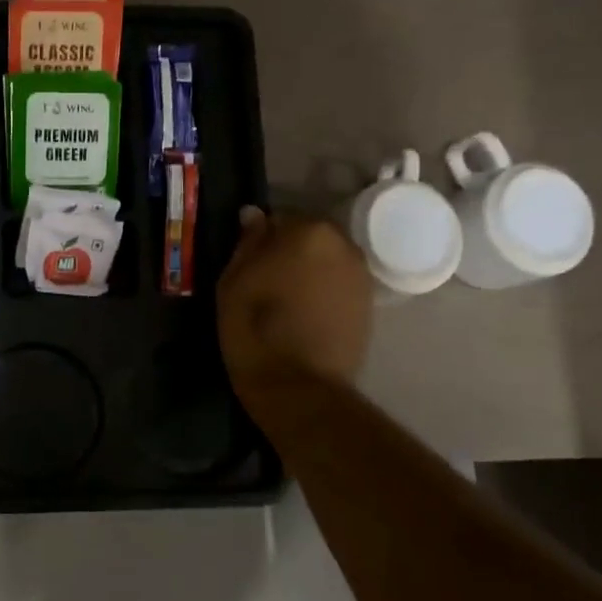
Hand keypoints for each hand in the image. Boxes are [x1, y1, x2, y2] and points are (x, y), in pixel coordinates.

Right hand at [217, 207, 372, 419]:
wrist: (298, 385)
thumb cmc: (254, 328)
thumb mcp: (233, 281)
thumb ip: (248, 243)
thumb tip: (254, 215)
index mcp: (307, 231)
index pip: (278, 219)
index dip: (260, 240)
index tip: (246, 263)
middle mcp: (342, 244)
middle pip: (307, 238)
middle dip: (287, 252)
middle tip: (263, 281)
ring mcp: (360, 275)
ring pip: (324, 261)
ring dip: (306, 272)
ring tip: (283, 300)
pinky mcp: (367, 305)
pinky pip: (336, 285)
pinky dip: (321, 292)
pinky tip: (302, 315)